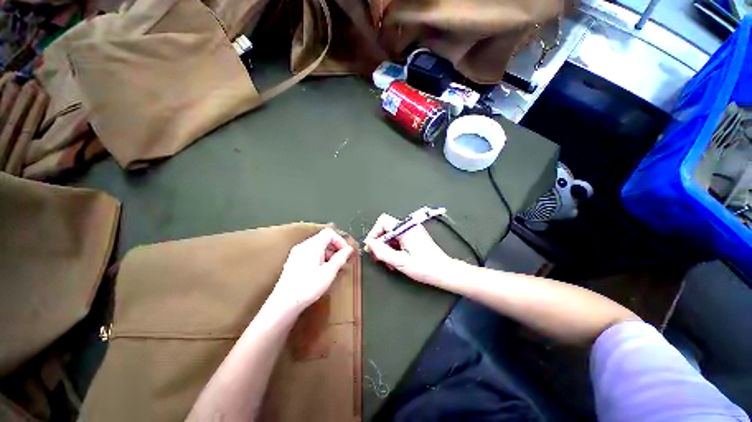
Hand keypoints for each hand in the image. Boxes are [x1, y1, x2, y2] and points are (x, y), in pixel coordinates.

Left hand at [271, 228, 353, 312]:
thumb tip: (348, 249)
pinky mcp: (294, 261)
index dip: (340, 241)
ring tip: (333, 268)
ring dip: (328, 254)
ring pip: (317, 247)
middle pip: (323, 239)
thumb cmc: (307, 287)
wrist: (284, 304)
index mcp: (312, 245)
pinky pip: (310, 254)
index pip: (329, 233)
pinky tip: (322, 272)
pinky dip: (320, 258)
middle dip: (335, 248)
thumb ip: (340, 258)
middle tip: (341, 261)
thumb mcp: (329, 272)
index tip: (346, 252)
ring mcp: (297, 253)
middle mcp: (303, 246)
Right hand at [364, 213, 453, 284]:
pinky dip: (393, 249)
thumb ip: (382, 252)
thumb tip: (370, 243)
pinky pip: (398, 239)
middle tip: (378, 257)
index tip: (372, 247)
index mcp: (406, 229)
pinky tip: (395, 260)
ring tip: (388, 262)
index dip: (374, 233)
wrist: (444, 271)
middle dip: (380, 243)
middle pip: (386, 229)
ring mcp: (412, 232)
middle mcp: (409, 227)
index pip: (383, 221)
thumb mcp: (400, 262)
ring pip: (391, 235)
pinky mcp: (414, 237)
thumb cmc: (425, 267)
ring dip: (386, 248)